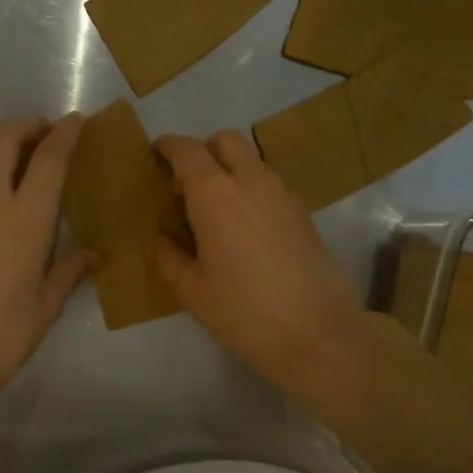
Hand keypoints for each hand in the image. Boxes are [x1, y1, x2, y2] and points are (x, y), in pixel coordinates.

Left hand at [0, 114, 93, 405]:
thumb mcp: (45, 308)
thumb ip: (69, 272)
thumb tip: (91, 255)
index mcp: (26, 220)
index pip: (49, 159)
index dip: (66, 133)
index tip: (77, 121)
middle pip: (3, 138)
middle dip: (27, 126)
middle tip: (44, 135)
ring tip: (12, 150)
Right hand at [151, 130, 370, 390]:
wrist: (317, 332)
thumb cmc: (244, 311)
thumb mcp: (193, 291)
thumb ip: (169, 257)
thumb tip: (159, 239)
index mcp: (215, 194)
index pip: (187, 150)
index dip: (167, 147)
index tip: (155, 156)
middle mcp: (251, 181)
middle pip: (225, 140)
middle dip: (203, 151)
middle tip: (188, 185)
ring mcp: (282, 193)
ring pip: (252, 160)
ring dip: (230, 170)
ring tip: (216, 211)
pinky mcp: (303, 211)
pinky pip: (269, 183)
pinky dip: (251, 189)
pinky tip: (245, 228)